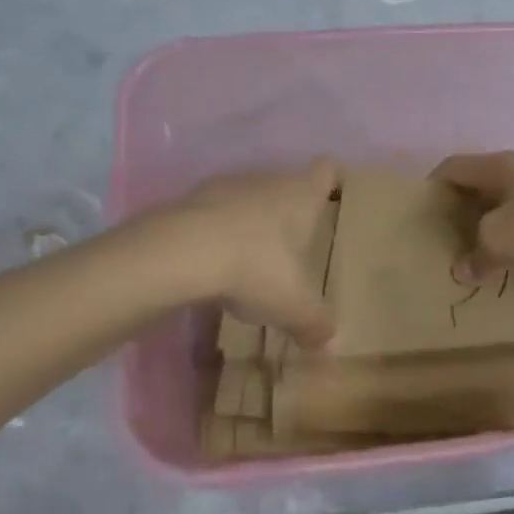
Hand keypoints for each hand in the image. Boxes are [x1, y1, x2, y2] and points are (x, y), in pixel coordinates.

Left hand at [154, 159, 339, 348]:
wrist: (181, 251)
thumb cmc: (255, 267)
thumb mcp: (294, 306)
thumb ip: (315, 323)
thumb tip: (329, 342)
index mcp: (300, 195)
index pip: (325, 171)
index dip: (331, 180)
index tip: (332, 198)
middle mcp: (267, 181)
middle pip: (285, 186)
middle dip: (288, 212)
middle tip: (293, 248)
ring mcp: (225, 186)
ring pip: (246, 199)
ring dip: (249, 223)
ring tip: (249, 260)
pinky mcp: (189, 201)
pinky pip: (212, 215)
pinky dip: (215, 234)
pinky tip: (211, 264)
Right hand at [432, 152, 513, 282]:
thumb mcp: (505, 235)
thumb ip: (479, 251)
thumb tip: (464, 267)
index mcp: (502, 169)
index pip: (454, 168)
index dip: (432, 189)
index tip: (419, 221)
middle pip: (487, 196)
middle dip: (468, 225)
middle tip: (451, 260)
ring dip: (508, 248)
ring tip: (489, 281)